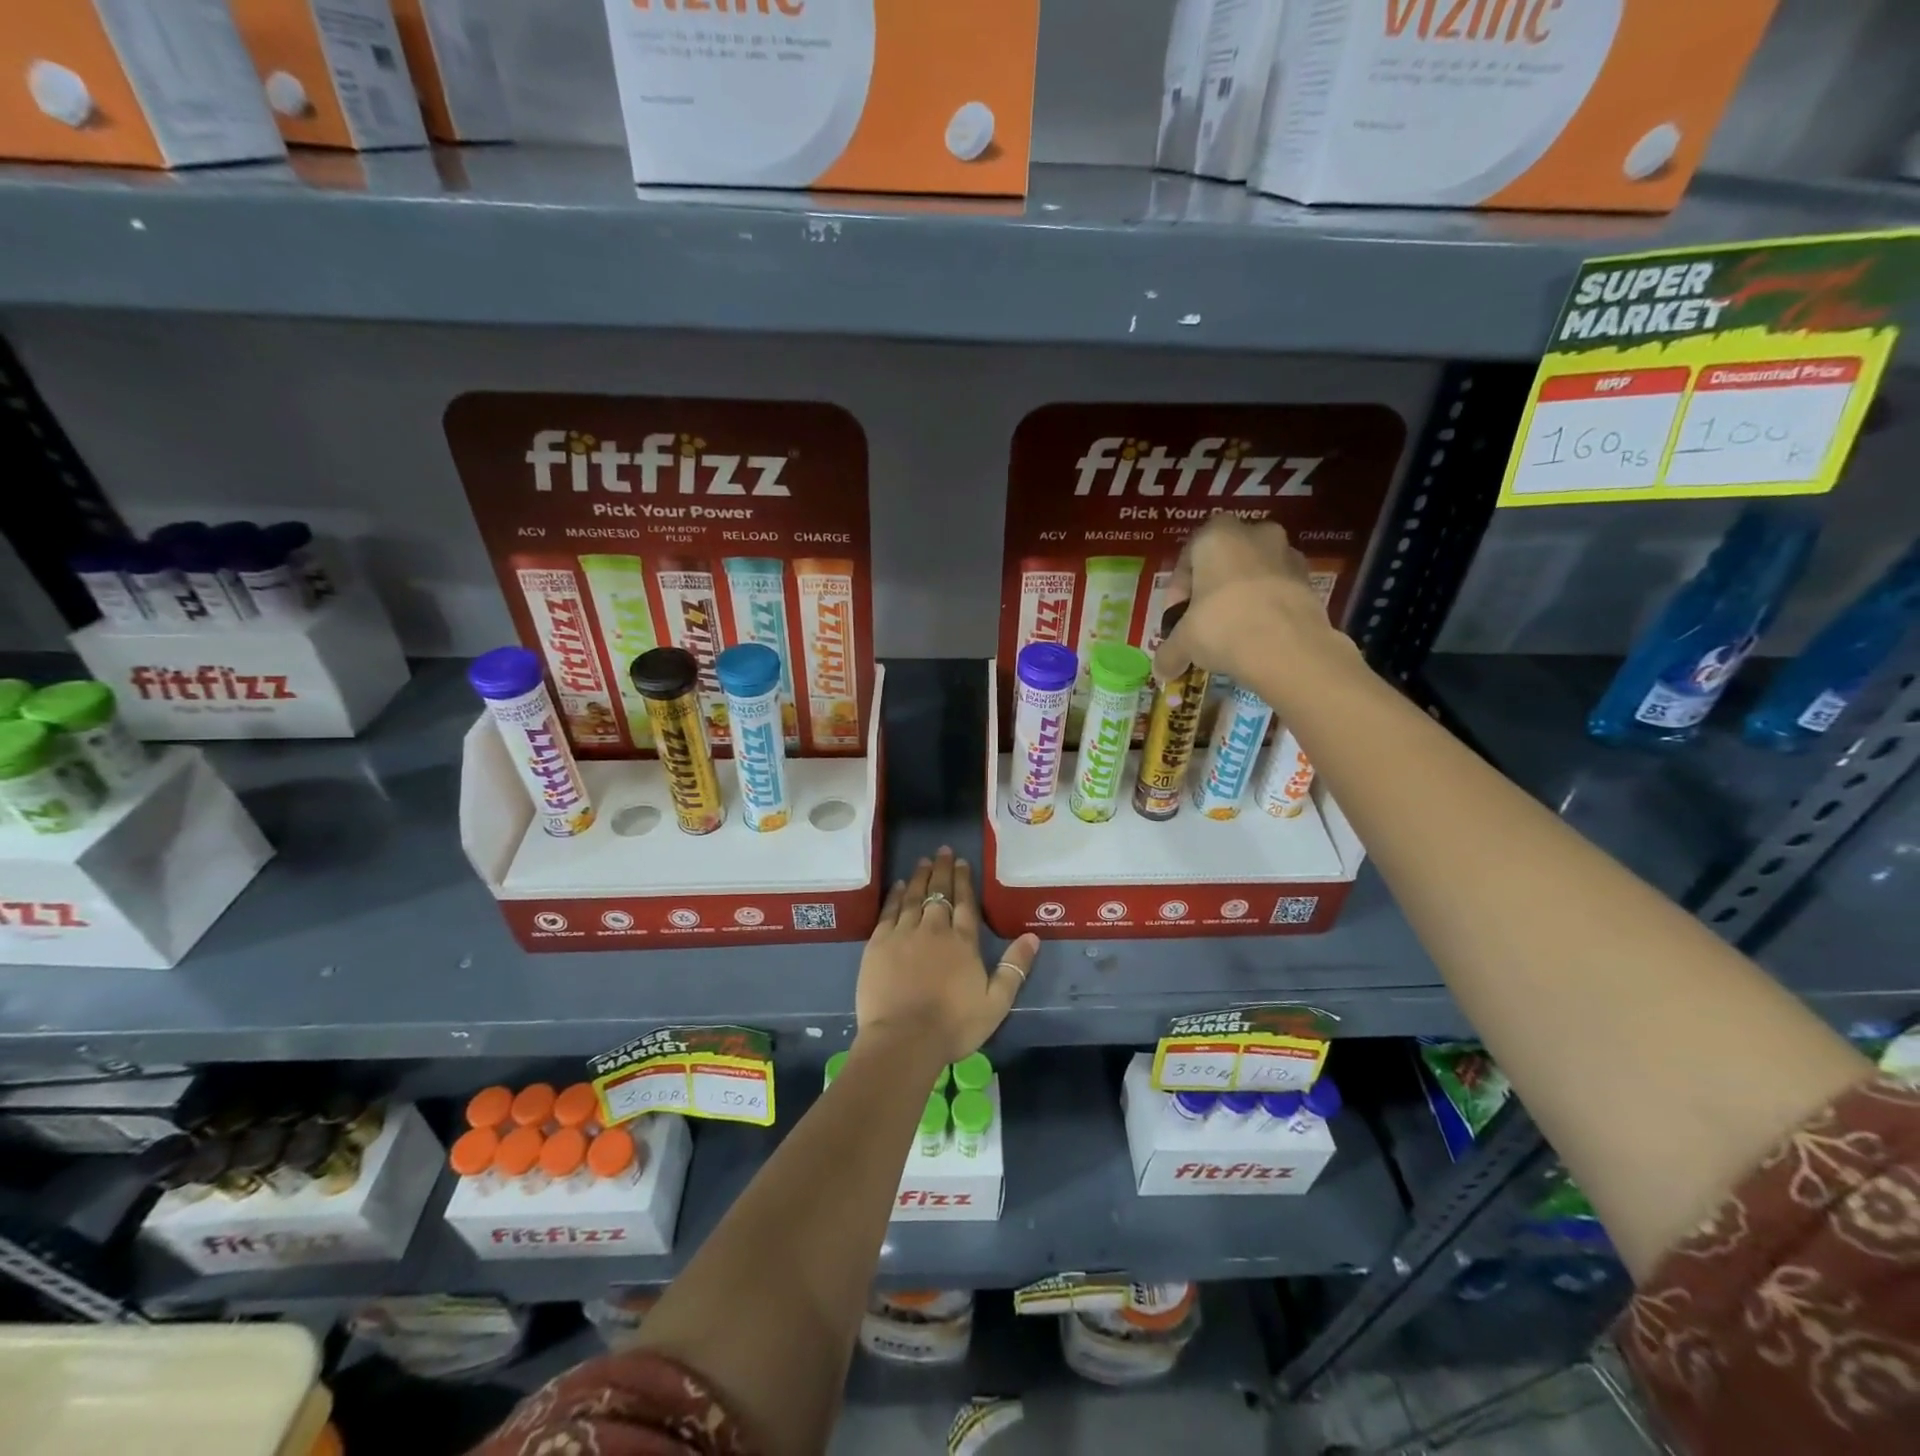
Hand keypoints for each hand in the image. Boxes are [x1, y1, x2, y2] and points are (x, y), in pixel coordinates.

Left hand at [856, 846, 1037, 1065]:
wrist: (904, 1039)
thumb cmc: (953, 1025)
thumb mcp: (996, 1003)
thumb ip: (1015, 968)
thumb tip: (1032, 937)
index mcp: (963, 942)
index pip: (965, 902)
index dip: (963, 880)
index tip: (961, 862)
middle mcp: (934, 929)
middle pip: (939, 893)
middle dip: (942, 870)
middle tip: (942, 851)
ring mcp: (903, 934)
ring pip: (913, 897)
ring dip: (919, 877)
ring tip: (923, 861)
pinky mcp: (878, 944)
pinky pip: (889, 912)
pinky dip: (894, 896)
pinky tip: (897, 886)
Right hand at [1153, 516, 1335, 684]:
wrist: (1287, 648)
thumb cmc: (1223, 627)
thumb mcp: (1184, 642)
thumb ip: (1169, 652)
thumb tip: (1161, 671)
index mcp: (1216, 536)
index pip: (1188, 556)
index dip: (1178, 590)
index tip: (1177, 617)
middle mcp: (1254, 534)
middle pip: (1224, 560)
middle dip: (1212, 588)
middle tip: (1203, 621)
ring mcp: (1287, 555)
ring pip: (1254, 573)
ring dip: (1242, 596)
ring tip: (1232, 631)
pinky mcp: (1310, 580)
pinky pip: (1278, 590)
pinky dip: (1266, 607)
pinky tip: (1257, 636)